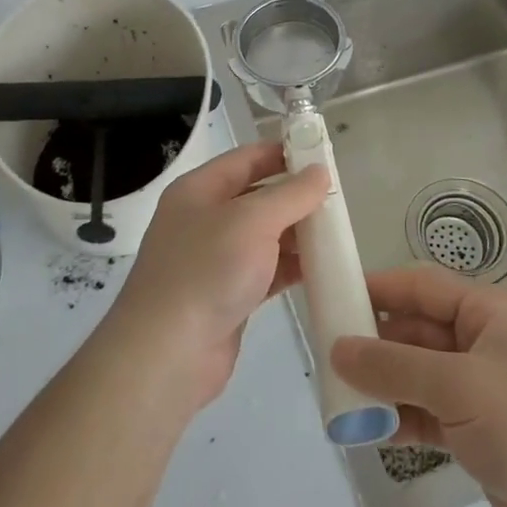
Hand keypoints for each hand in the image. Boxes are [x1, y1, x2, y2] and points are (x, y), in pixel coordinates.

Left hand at [108, 141, 328, 409]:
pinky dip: (292, 267)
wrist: (167, 354)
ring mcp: (216, 260)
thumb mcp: (252, 221)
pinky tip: (323, 268)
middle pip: (257, 197)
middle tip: (338, 198)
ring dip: (298, 233)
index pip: (246, 159)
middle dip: (296, 196)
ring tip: (338, 232)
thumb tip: (320, 172)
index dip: (282, 153)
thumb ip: (290, 194)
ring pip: (265, 236)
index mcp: (199, 190)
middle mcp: (205, 219)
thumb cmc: (207, 271)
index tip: (322, 153)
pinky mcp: (229, 295)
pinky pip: (267, 270)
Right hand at [331, 267, 506, 506]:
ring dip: (382, 387)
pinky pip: (426, 413)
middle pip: (415, 332)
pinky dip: (399, 419)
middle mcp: (482, 343)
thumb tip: (337, 348)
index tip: (331, 298)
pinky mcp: (477, 431)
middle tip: (325, 359)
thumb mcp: (460, 387)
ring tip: (338, 400)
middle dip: (373, 345)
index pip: (421, 287)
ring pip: (417, 375)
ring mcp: (480, 389)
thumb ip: (395, 366)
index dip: (377, 289)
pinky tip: (369, 431)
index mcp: (489, 313)